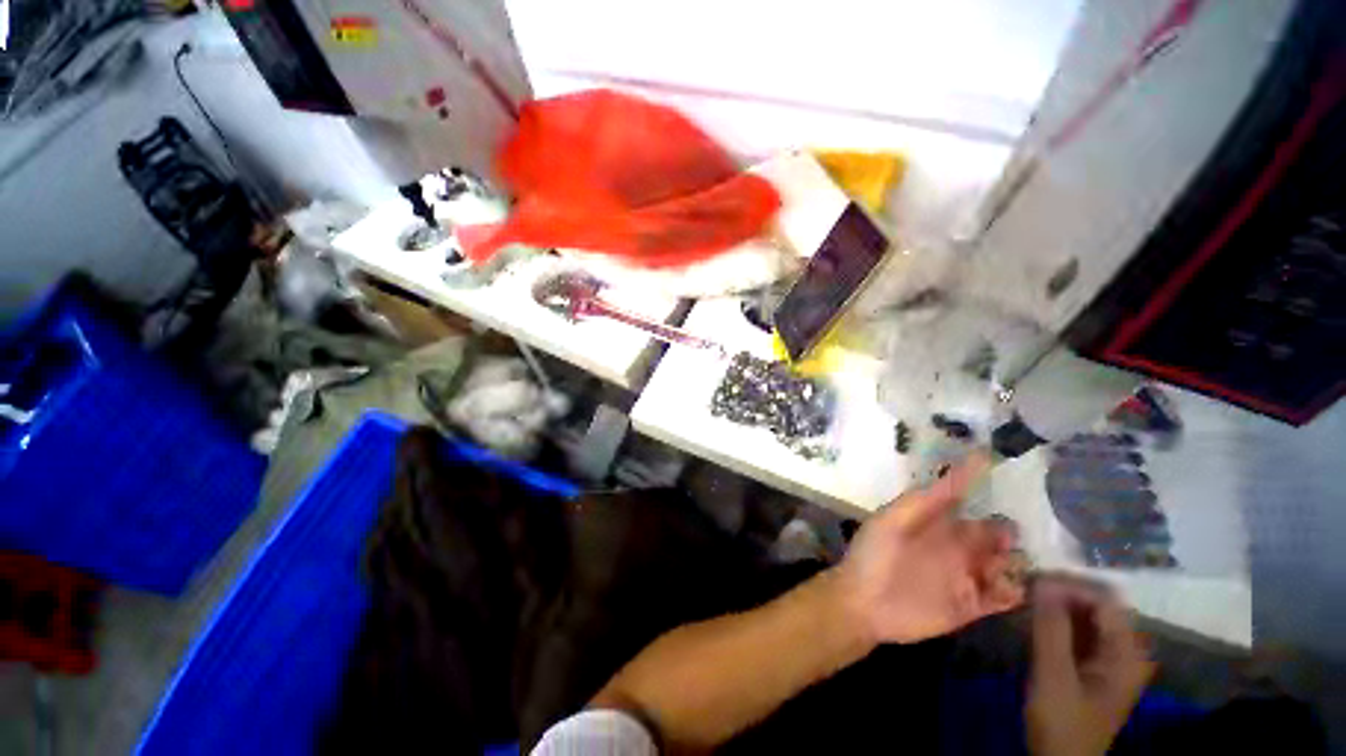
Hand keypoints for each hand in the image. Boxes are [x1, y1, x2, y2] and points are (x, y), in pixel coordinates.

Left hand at [834, 453, 1024, 644]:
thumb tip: (957, 468)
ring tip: (1000, 564)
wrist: (864, 604)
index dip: (982, 484)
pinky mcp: (973, 605)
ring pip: (1007, 562)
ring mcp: (967, 574)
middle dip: (1006, 531)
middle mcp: (956, 544)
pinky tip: (1005, 588)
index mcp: (935, 521)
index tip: (1000, 463)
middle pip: (996, 532)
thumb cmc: (873, 555)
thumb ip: (924, 500)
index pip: (966, 499)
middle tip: (1003, 537)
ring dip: (1013, 561)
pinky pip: (1006, 596)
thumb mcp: (892, 520)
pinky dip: (1014, 591)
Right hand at [1026, 577, 1156, 755]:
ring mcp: (1110, 658)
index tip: (1032, 580)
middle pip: (1098, 605)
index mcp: (1127, 654)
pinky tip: (1034, 616)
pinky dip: (1057, 618)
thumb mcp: (1054, 677)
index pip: (1106, 601)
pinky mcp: (1093, 664)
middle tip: (1025, 585)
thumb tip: (1042, 581)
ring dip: (1057, 603)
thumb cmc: (1062, 722)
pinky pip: (1079, 630)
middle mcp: (1125, 651)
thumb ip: (1051, 629)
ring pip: (1086, 615)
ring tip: (1025, 596)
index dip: (1071, 586)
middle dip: (1062, 591)